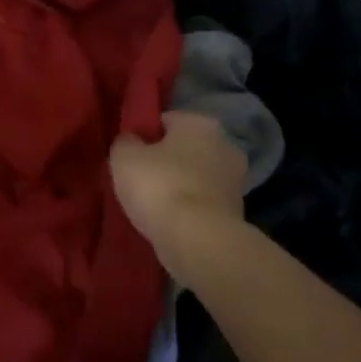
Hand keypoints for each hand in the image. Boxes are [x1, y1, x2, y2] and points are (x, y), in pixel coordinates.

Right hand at [109, 111, 247, 249]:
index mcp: (200, 122)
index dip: (143, 136)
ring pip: (195, 176)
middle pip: (184, 148)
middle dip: (165, 161)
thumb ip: (125, 142)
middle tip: (137, 179)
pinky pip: (202, 202)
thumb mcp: (124, 157)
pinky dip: (188, 208)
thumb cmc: (159, 186)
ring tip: (150, 204)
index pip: (165, 120)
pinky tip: (168, 220)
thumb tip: (131, 141)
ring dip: (177, 186)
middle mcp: (225, 144)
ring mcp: (235, 180)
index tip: (128, 155)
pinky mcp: (236, 212)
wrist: (197, 240)